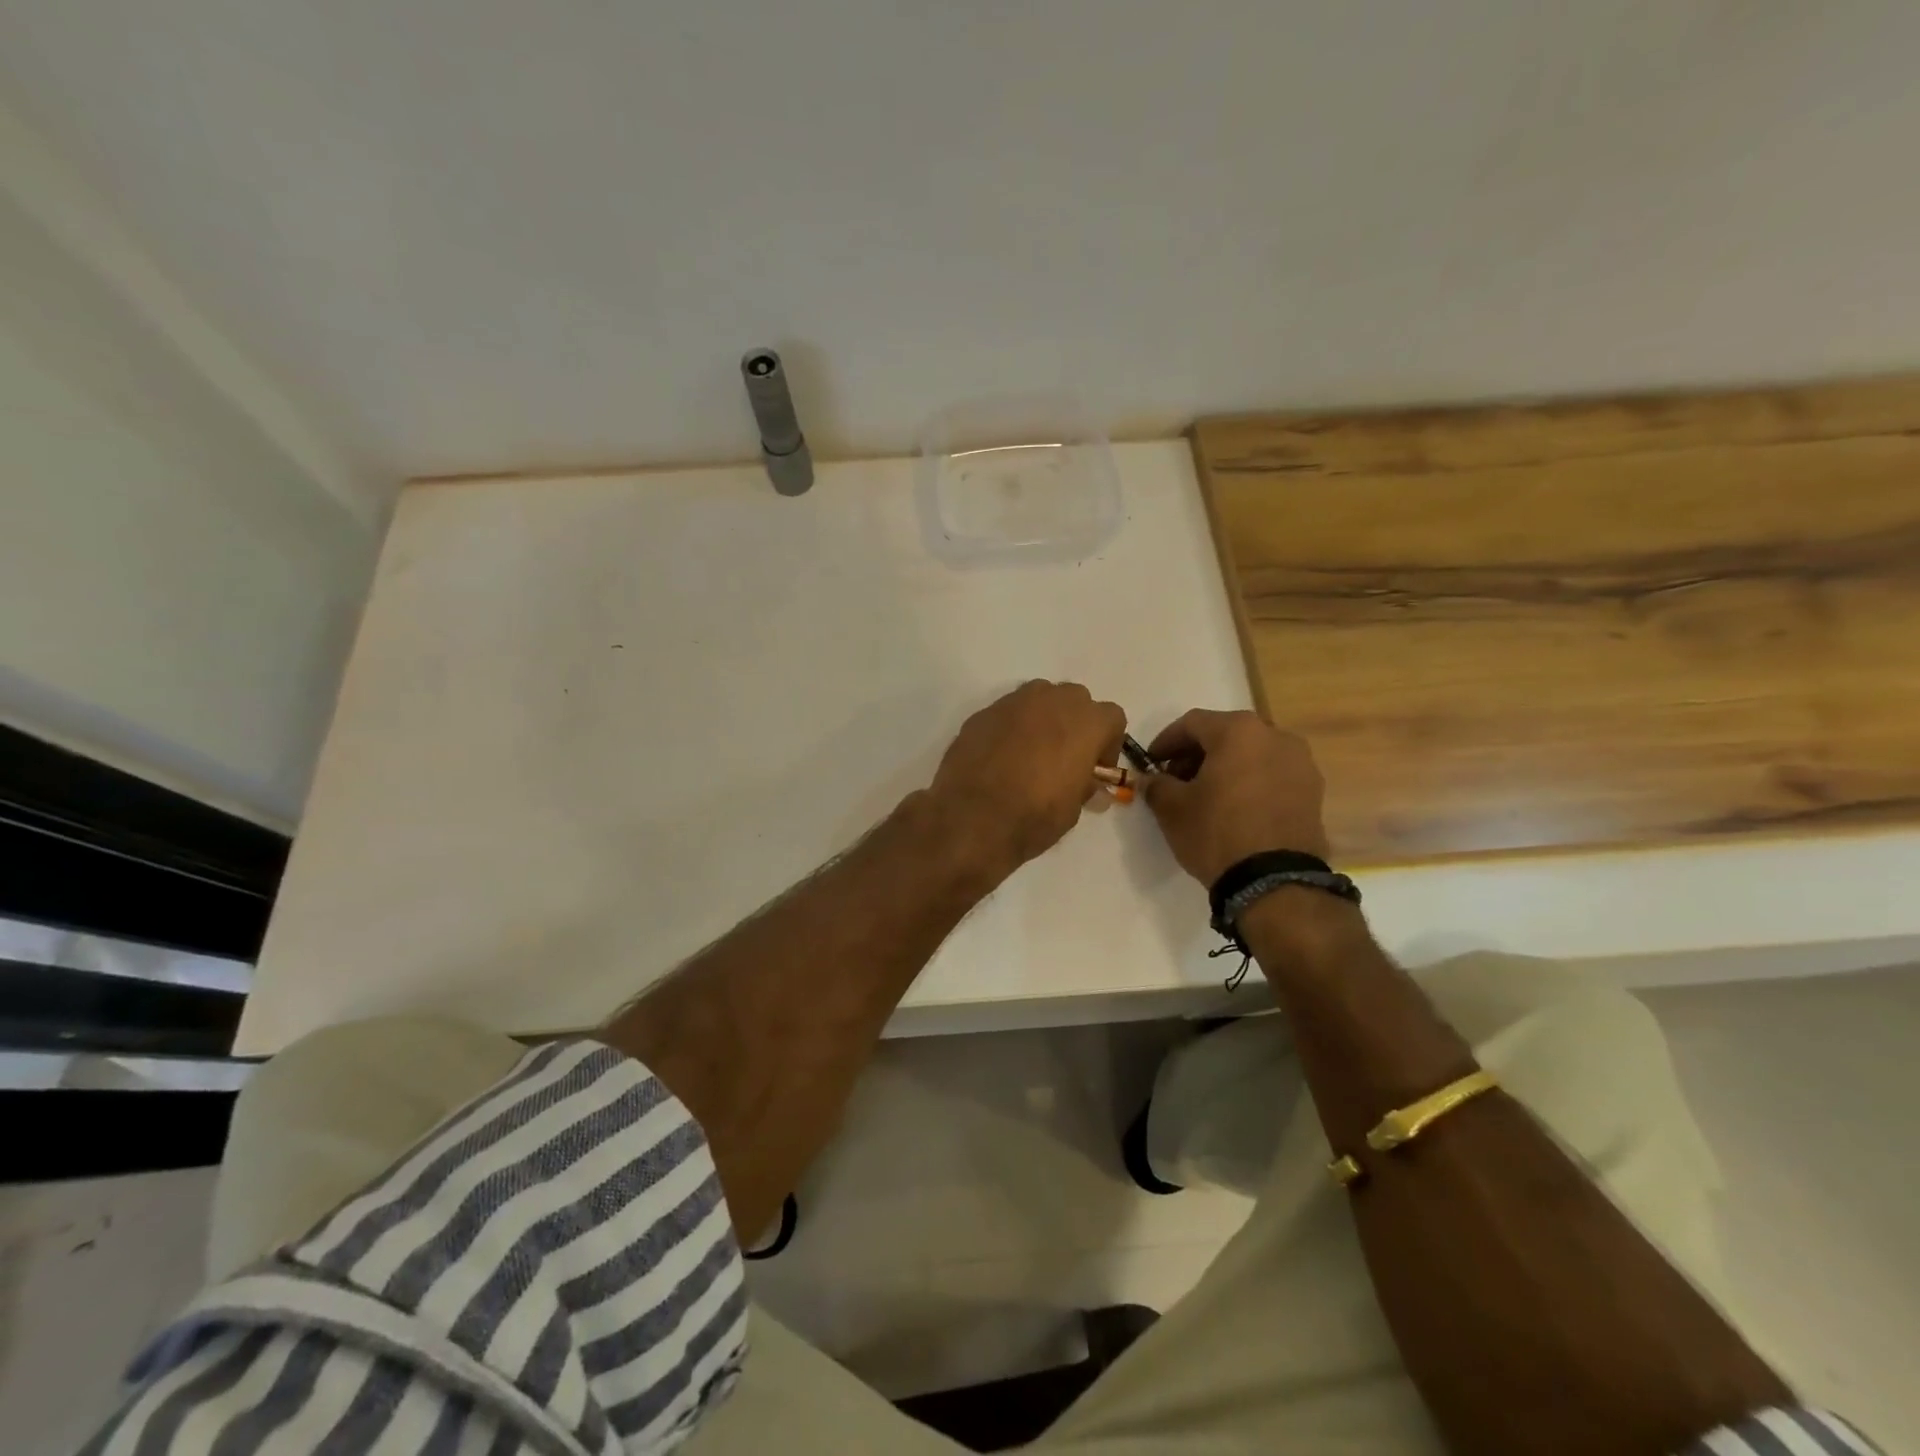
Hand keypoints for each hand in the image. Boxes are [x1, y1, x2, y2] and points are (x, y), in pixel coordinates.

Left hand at [929, 681, 1125, 878]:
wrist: (972, 817)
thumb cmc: (1034, 815)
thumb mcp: (1073, 809)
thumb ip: (1084, 786)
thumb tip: (1090, 785)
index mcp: (1085, 722)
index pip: (1112, 717)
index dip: (1108, 743)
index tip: (1096, 769)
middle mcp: (1052, 700)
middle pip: (1075, 699)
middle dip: (1076, 723)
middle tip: (1066, 756)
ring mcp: (1013, 702)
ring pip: (1039, 698)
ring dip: (1043, 719)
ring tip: (1032, 753)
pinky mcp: (983, 713)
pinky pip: (1007, 713)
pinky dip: (1011, 728)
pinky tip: (1001, 757)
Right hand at [1142, 709, 1328, 884]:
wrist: (1274, 881)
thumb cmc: (1216, 832)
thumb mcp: (1172, 808)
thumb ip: (1156, 785)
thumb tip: (1151, 780)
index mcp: (1238, 730)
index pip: (1192, 723)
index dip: (1166, 741)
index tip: (1151, 762)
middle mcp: (1275, 735)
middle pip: (1226, 735)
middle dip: (1197, 754)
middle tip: (1176, 780)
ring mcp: (1301, 763)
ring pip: (1252, 754)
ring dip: (1226, 767)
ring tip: (1207, 796)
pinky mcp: (1313, 791)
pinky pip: (1272, 775)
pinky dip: (1250, 782)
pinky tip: (1236, 808)